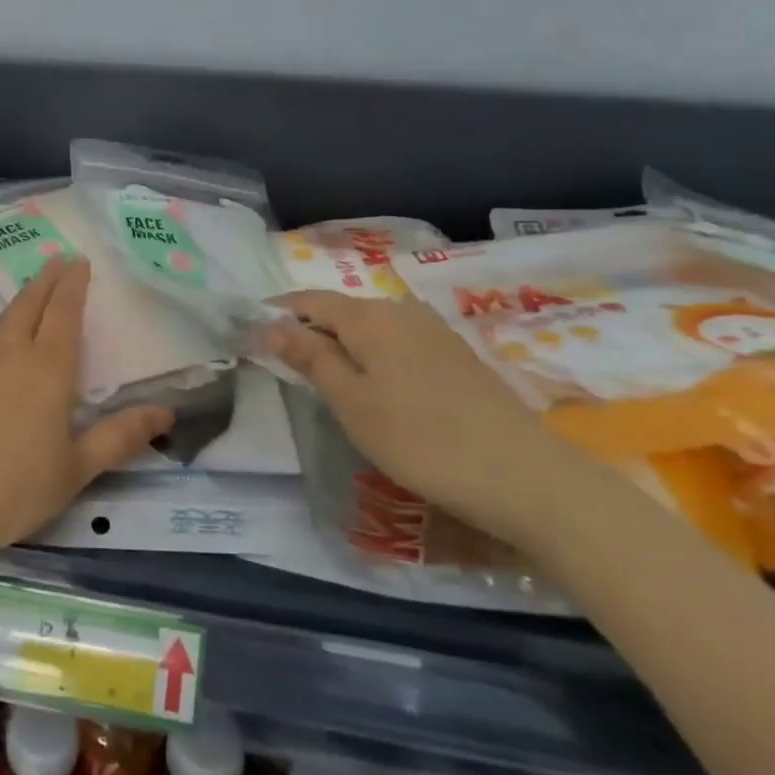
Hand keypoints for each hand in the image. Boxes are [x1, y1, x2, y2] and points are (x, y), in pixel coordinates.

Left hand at [0, 259, 172, 564]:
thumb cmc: (13, 489)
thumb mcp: (77, 469)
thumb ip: (120, 437)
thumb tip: (167, 411)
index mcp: (46, 368)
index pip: (63, 312)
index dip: (73, 285)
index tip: (80, 262)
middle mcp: (9, 355)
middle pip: (29, 304)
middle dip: (46, 280)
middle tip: (58, 261)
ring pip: (2, 318)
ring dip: (21, 298)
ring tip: (31, 291)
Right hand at [262, 291, 600, 549]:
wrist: (521, 475)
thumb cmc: (419, 438)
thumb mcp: (351, 402)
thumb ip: (310, 358)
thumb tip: (271, 326)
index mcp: (369, 317)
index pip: (311, 300)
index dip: (280, 311)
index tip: (253, 330)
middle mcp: (402, 311)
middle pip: (344, 311)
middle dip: (312, 329)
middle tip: (287, 362)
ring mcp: (435, 332)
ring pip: (374, 328)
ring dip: (345, 344)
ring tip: (329, 379)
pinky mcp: (458, 356)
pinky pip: (400, 343)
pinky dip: (376, 356)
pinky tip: (379, 387)